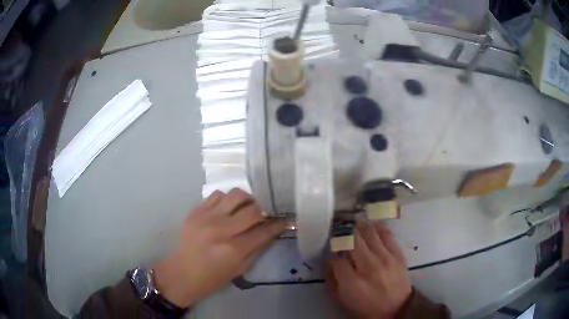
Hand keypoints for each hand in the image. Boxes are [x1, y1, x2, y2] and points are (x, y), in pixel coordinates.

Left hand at [153, 188, 285, 307]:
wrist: (182, 272)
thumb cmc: (213, 277)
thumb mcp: (240, 269)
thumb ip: (258, 248)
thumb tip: (272, 230)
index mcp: (234, 249)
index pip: (264, 230)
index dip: (278, 224)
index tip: (284, 220)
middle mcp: (221, 229)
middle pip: (252, 208)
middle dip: (263, 210)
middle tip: (264, 214)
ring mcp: (206, 217)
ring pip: (235, 195)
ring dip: (246, 201)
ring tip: (245, 208)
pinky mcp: (196, 211)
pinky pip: (217, 195)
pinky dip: (227, 200)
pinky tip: (227, 209)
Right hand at [326, 221, 411, 317]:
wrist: (396, 308)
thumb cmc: (365, 306)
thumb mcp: (342, 300)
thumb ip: (331, 280)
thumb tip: (329, 259)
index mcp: (351, 282)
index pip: (336, 258)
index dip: (332, 250)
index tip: (332, 247)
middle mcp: (368, 267)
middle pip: (352, 241)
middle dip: (343, 233)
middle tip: (339, 227)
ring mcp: (385, 259)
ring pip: (369, 233)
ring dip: (359, 226)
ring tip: (354, 222)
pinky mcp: (398, 254)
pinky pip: (387, 234)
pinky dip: (378, 226)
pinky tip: (372, 223)